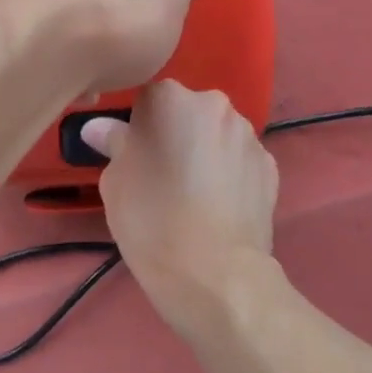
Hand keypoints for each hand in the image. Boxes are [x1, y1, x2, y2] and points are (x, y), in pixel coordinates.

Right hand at [81, 80, 277, 327]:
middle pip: (187, 112)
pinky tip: (217, 206)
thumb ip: (113, 144)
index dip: (137, 128)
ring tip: (192, 195)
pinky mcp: (271, 167)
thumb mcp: (115, 181)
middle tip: (160, 175)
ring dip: (204, 152)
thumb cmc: (151, 219)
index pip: (146, 99)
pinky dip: (229, 174)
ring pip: (216, 135)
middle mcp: (215, 105)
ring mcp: (249, 136)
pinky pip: (240, 161)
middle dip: (175, 134)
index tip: (133, 157)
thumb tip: (100, 128)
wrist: (214, 272)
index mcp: (171, 99)